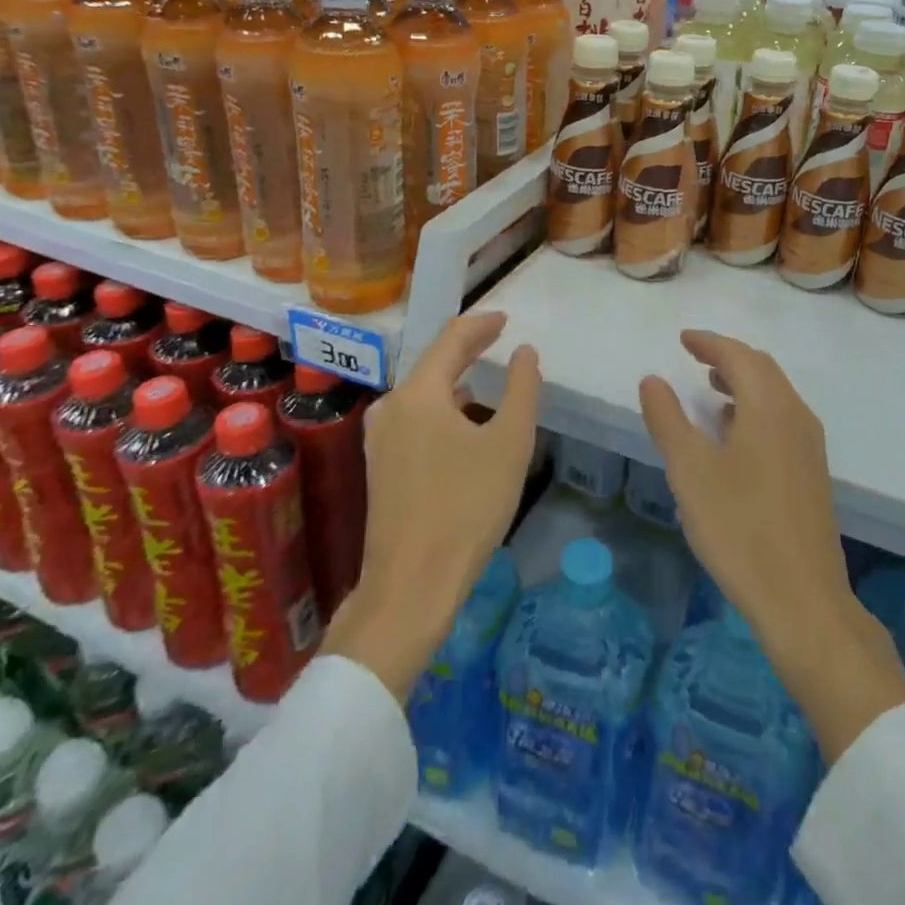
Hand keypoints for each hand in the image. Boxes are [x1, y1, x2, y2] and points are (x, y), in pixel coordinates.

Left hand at [320, 313, 540, 701]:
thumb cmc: (466, 508)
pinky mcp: (380, 466)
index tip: (505, 318)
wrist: (410, 586)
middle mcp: (391, 407)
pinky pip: (416, 418)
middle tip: (499, 338)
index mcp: (419, 393)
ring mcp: (380, 438)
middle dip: (468, 349)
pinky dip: (444, 408)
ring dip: (456, 380)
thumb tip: (524, 352)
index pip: (451, 339)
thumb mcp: (509, 443)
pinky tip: (464, 422)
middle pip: (434, 363)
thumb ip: (522, 389)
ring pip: (424, 393)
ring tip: (487, 377)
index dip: (481, 324)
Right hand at [639, 329, 904, 762]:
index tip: (683, 338)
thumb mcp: (689, 471)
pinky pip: (782, 419)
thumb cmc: (739, 528)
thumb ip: (668, 419)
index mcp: (769, 407)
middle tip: (695, 356)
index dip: (709, 342)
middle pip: (762, 369)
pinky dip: (755, 408)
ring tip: (710, 389)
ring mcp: (809, 445)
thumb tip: (653, 379)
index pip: (738, 355)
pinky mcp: (812, 472)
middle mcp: (796, 416)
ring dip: (743, 382)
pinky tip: (733, 435)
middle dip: (728, 357)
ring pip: (775, 394)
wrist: (802, 599)